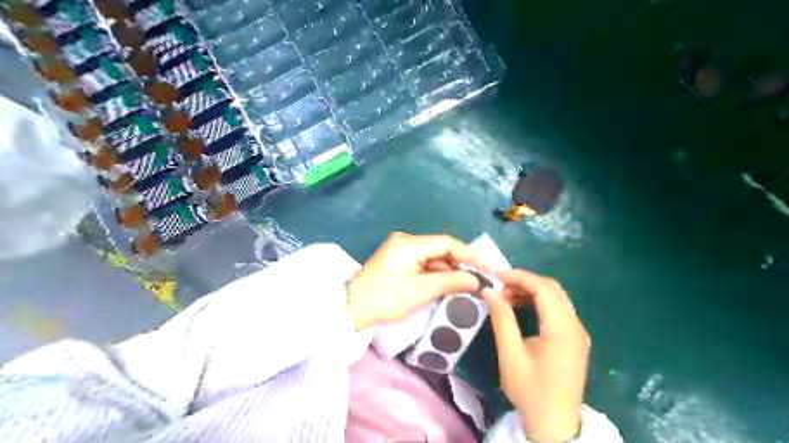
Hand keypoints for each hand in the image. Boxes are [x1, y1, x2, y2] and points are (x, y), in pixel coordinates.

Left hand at [348, 231, 490, 328]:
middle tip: (477, 280)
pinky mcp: (398, 260)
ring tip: (465, 286)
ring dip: (448, 271)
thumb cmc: (384, 299)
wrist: (351, 309)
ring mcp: (401, 250)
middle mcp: (405, 241)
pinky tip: (446, 285)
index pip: (446, 243)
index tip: (487, 267)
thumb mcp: (419, 292)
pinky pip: (423, 263)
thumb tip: (476, 280)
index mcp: (409, 244)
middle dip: (459, 264)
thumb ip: (450, 282)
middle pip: (440, 249)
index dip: (468, 254)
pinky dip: (435, 274)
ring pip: (433, 257)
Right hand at [485, 269, 587, 442]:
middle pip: (552, 289)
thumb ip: (501, 319)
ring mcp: (578, 332)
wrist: (555, 423)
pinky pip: (558, 309)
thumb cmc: (530, 390)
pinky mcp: (574, 338)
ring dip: (531, 291)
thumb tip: (489, 291)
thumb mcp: (511, 355)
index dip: (519, 277)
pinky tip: (521, 307)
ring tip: (506, 296)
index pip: (544, 288)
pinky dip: (539, 302)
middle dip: (525, 281)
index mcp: (562, 330)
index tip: (496, 277)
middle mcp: (575, 326)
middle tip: (499, 285)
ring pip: (556, 297)